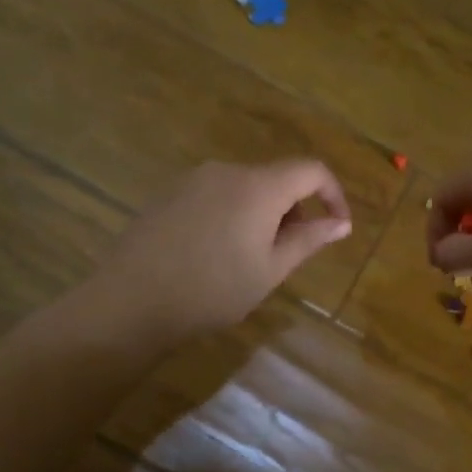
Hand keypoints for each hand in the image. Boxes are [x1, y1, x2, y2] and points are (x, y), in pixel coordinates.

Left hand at [100, 159, 351, 342]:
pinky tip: (215, 252)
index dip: (333, 194)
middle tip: (289, 253)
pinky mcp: (169, 193)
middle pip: (276, 178)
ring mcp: (193, 179)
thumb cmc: (212, 291)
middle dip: (294, 209)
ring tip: (250, 257)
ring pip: (245, 187)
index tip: (337, 227)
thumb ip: (308, 241)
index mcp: (259, 186)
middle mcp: (227, 171)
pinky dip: (232, 213)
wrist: (131, 300)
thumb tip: (341, 224)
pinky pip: (216, 194)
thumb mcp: (269, 271)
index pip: (311, 170)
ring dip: (262, 213)